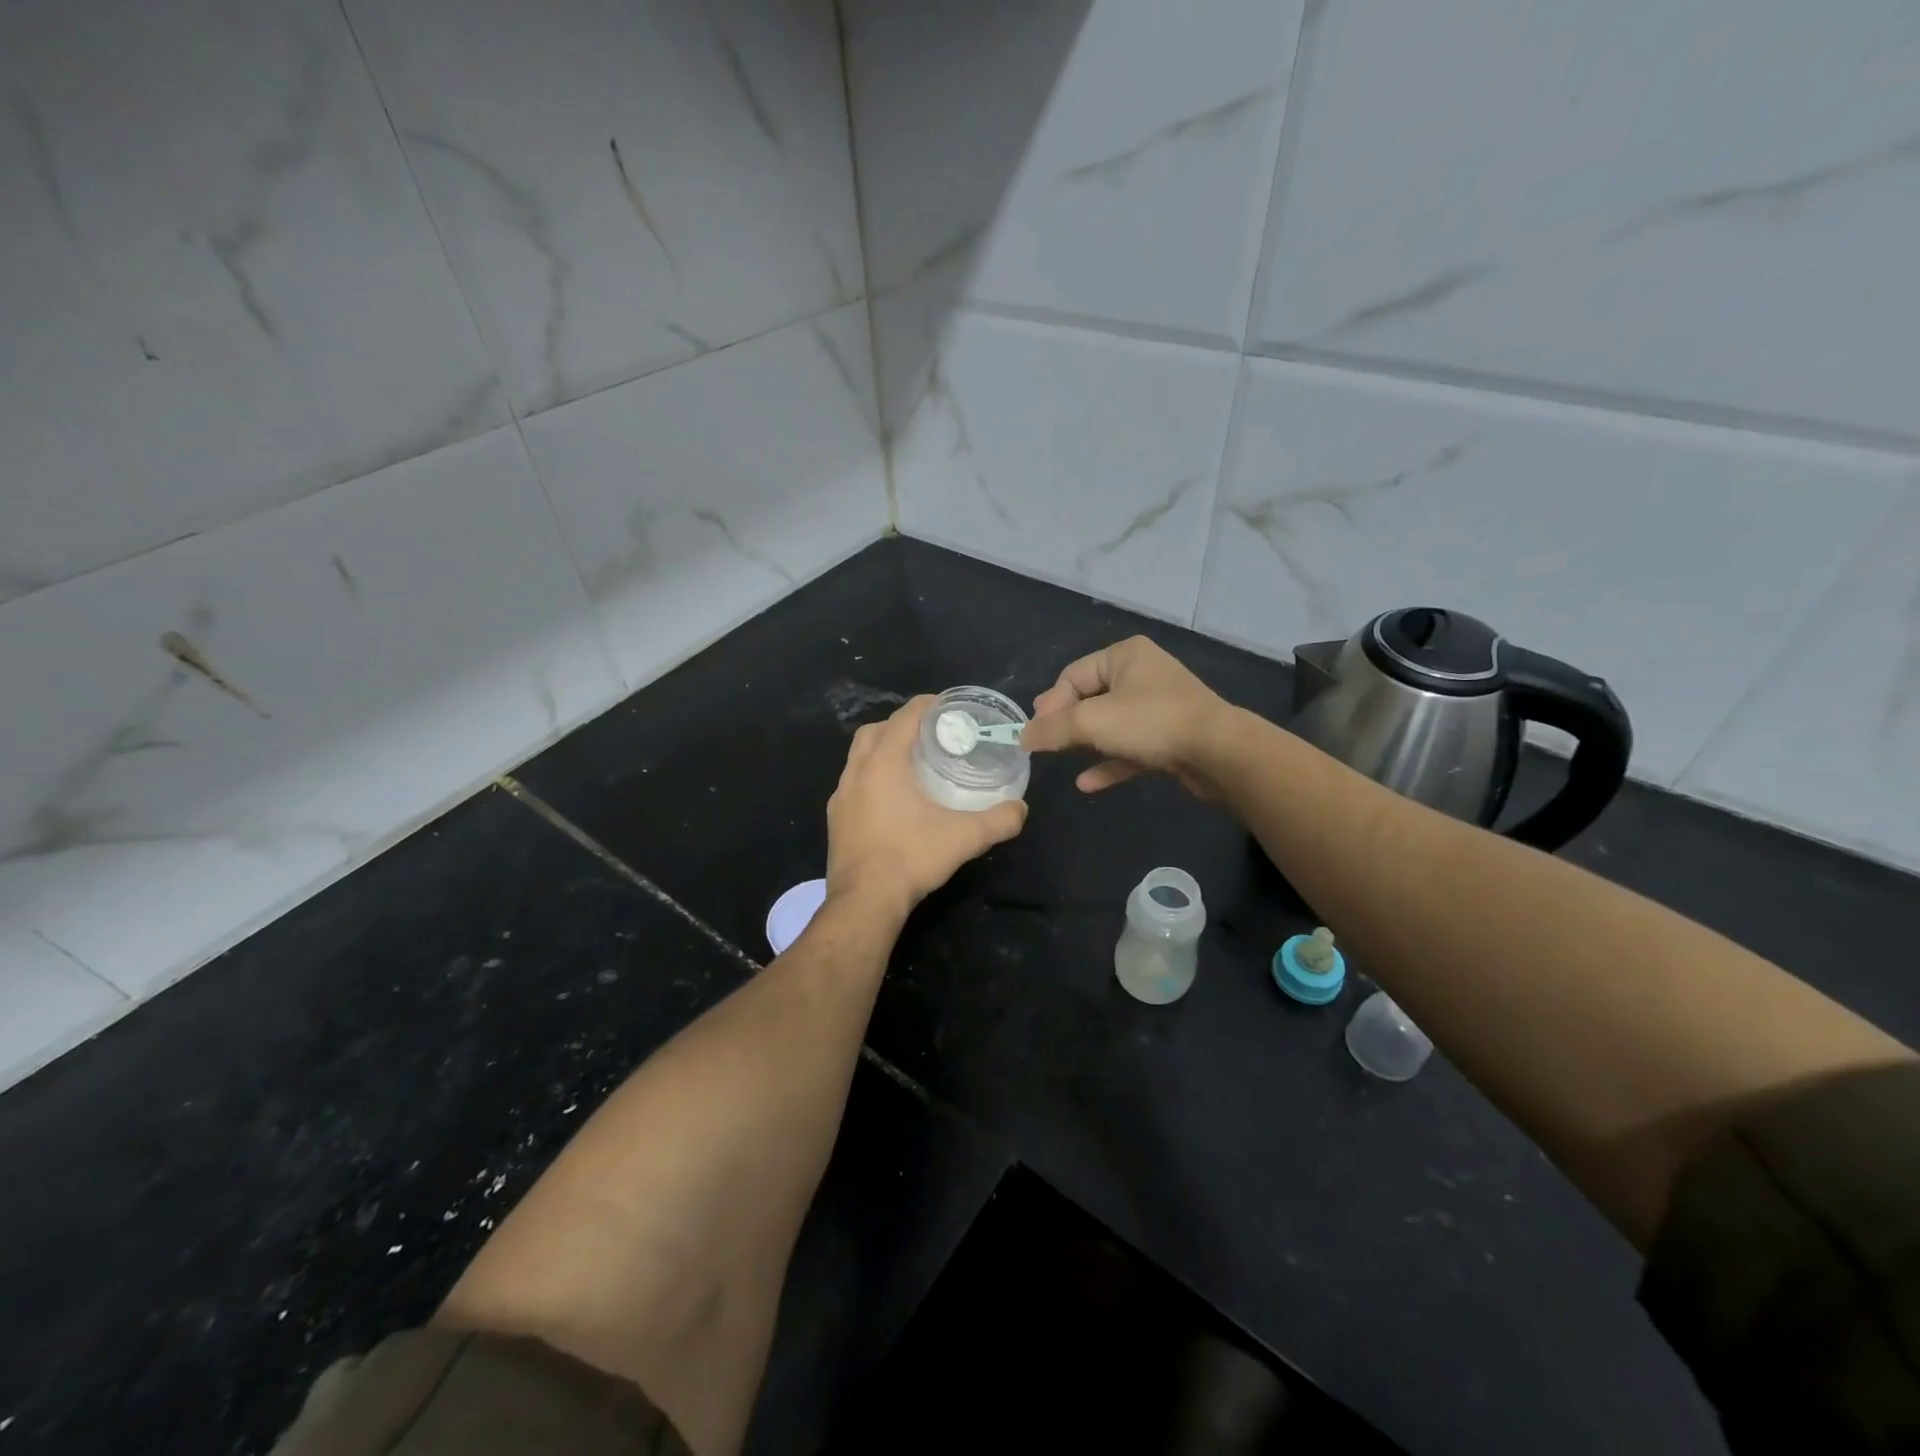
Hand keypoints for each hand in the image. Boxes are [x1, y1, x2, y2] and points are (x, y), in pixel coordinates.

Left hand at [825, 695, 1027, 915]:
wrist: (864, 902)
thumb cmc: (911, 858)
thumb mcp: (964, 837)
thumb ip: (999, 820)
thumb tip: (1021, 809)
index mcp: (883, 764)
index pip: (903, 718)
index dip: (926, 705)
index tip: (947, 706)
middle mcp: (856, 772)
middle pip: (875, 731)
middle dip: (900, 725)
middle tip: (929, 734)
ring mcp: (840, 797)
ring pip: (858, 757)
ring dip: (882, 750)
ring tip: (911, 764)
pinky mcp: (835, 819)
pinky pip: (853, 783)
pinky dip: (871, 777)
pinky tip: (892, 799)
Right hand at [1022, 636, 1232, 797]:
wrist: (1218, 753)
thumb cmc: (1151, 722)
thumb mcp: (1092, 722)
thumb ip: (1053, 729)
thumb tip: (1022, 737)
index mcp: (1125, 656)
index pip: (1073, 675)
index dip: (1050, 703)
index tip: (1034, 731)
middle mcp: (1142, 675)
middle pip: (1091, 698)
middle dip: (1066, 723)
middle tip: (1044, 744)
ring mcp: (1158, 707)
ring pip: (1111, 724)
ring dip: (1085, 743)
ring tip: (1061, 760)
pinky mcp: (1169, 738)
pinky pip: (1129, 748)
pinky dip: (1109, 762)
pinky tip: (1087, 783)